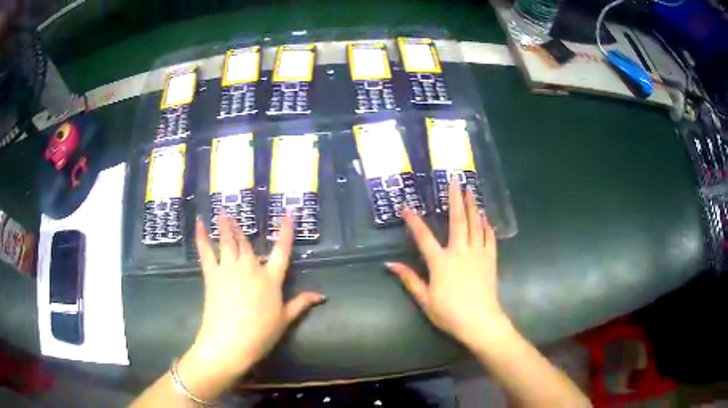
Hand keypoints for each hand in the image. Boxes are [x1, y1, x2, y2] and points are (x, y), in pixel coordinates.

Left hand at [189, 214, 324, 377]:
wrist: (230, 343)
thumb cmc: (260, 334)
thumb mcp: (284, 320)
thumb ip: (301, 304)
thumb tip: (321, 295)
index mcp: (271, 279)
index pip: (282, 251)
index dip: (285, 232)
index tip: (287, 214)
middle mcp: (250, 268)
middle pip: (247, 243)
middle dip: (242, 228)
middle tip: (236, 214)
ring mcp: (229, 269)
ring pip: (227, 242)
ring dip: (225, 226)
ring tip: (221, 212)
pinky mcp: (212, 275)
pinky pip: (206, 252)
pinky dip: (201, 237)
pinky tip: (200, 224)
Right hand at [387, 181, 507, 348]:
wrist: (480, 321)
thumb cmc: (449, 313)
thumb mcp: (425, 300)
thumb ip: (409, 280)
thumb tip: (390, 264)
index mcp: (440, 262)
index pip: (423, 237)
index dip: (414, 221)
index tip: (407, 207)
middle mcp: (460, 252)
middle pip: (458, 220)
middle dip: (456, 199)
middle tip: (455, 180)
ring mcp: (477, 254)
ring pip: (476, 225)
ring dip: (473, 206)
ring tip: (472, 191)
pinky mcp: (490, 260)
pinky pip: (490, 239)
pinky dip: (487, 226)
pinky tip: (486, 218)